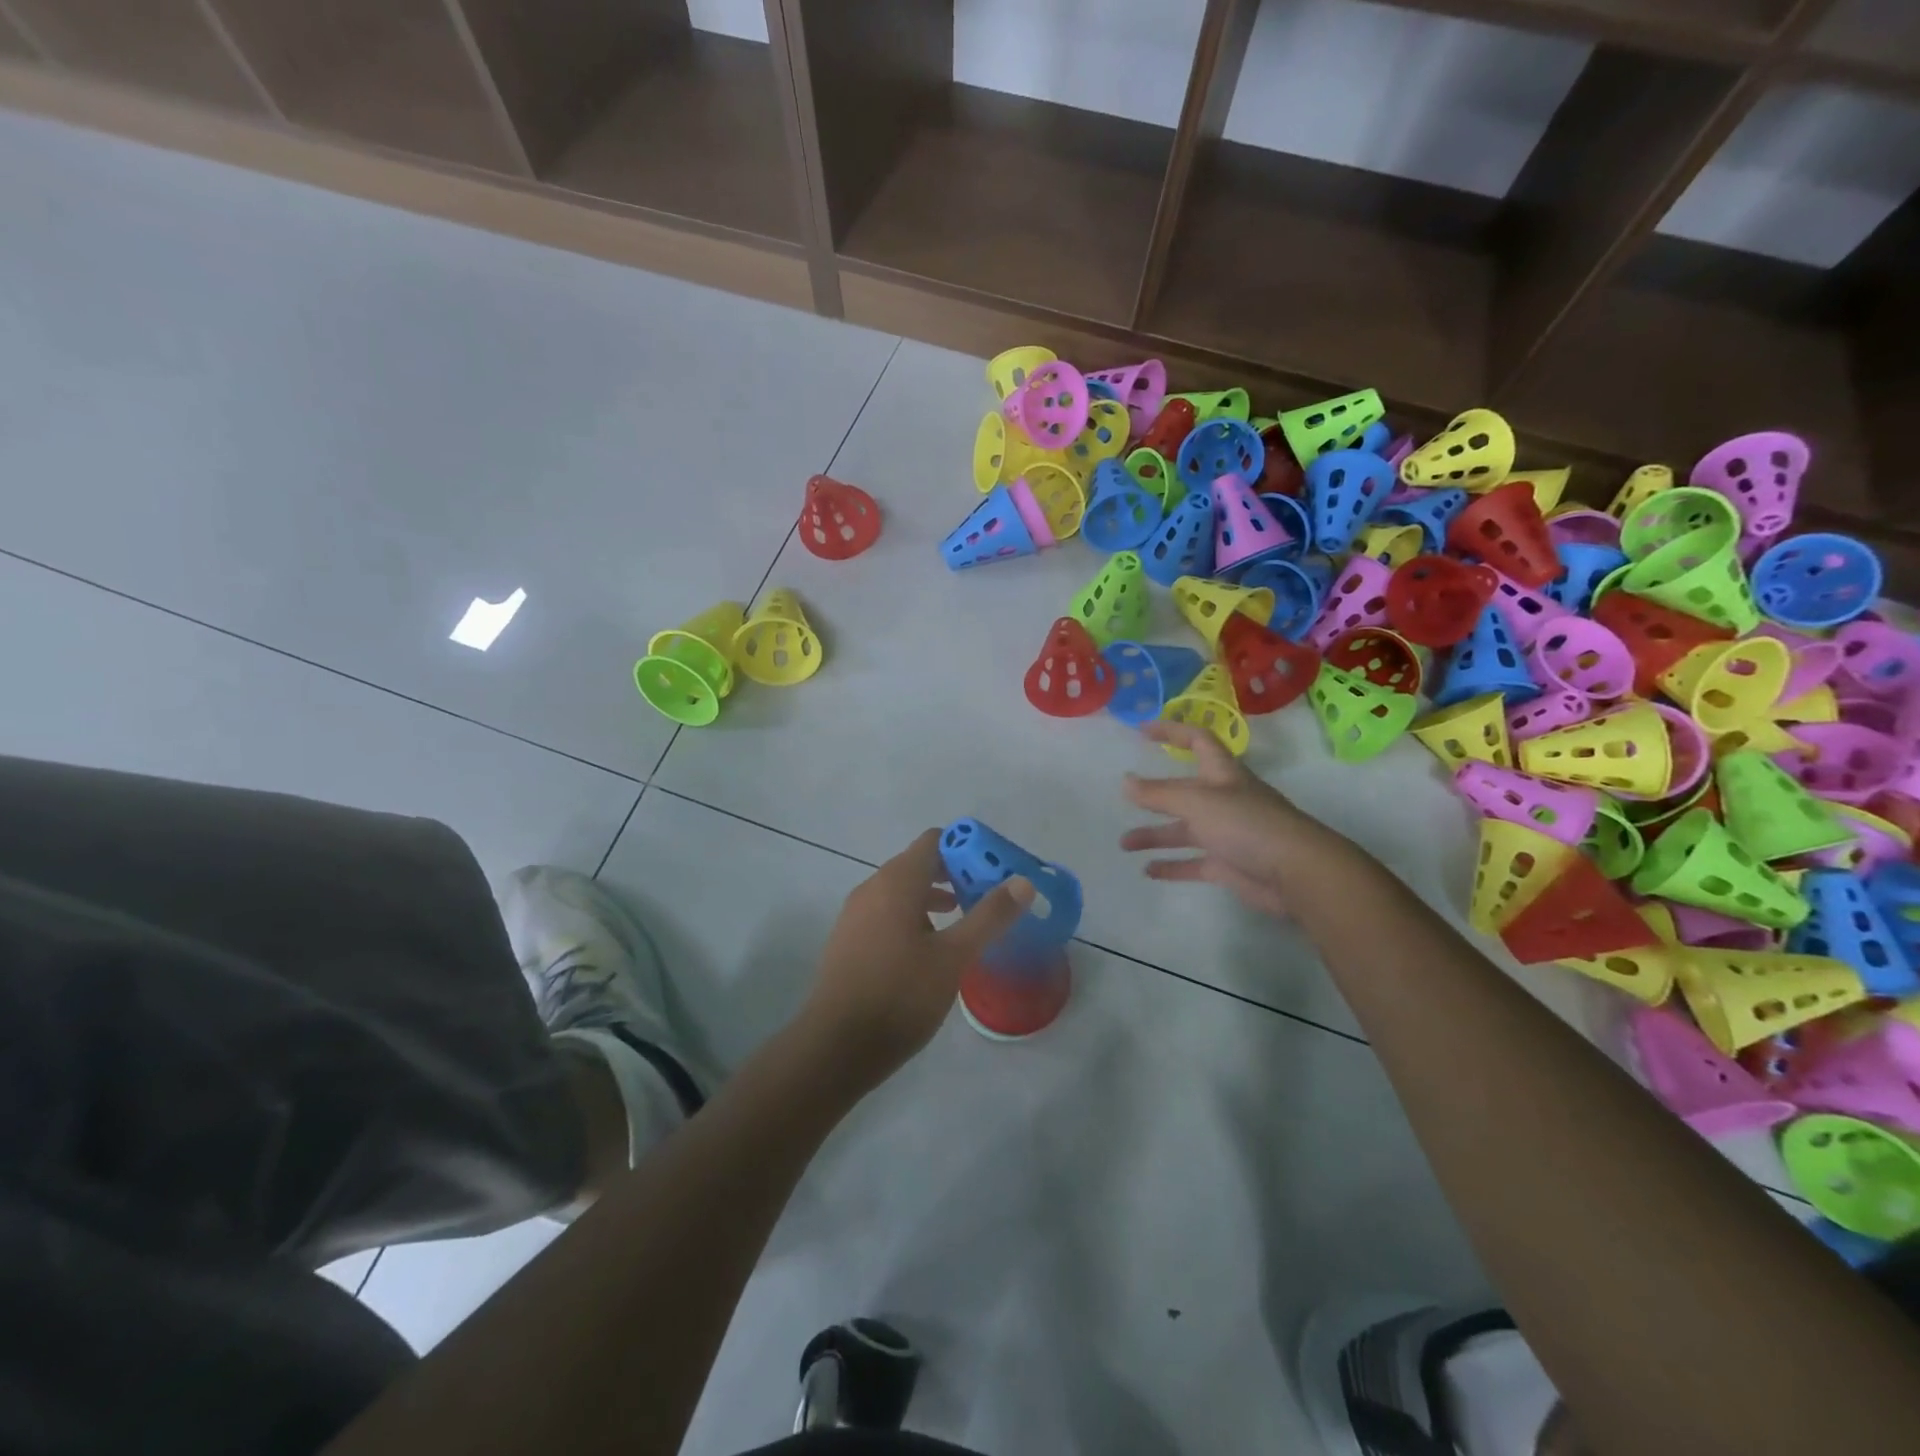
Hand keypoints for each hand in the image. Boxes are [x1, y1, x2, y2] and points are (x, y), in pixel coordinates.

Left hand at [803, 828, 1033, 1087]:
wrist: (837, 1045)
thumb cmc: (901, 995)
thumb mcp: (954, 957)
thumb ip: (989, 916)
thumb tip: (1022, 882)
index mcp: (897, 882)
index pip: (934, 841)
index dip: (966, 848)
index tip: (993, 868)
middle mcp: (872, 887)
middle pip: (918, 863)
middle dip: (954, 874)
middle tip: (986, 895)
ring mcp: (856, 913)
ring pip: (901, 890)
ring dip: (933, 896)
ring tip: (962, 919)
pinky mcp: (848, 939)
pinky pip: (886, 911)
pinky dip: (912, 915)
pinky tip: (928, 948)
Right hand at [1121, 720, 1343, 918]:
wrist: (1296, 873)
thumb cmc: (1246, 824)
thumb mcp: (1197, 802)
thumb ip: (1159, 793)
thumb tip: (1125, 782)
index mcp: (1222, 775)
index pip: (1197, 741)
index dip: (1172, 731)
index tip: (1142, 730)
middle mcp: (1225, 800)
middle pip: (1185, 791)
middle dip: (1155, 794)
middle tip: (1125, 797)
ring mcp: (1228, 834)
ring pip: (1185, 830)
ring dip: (1155, 835)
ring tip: (1124, 844)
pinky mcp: (1229, 865)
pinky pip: (1194, 862)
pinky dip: (1172, 865)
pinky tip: (1148, 871)